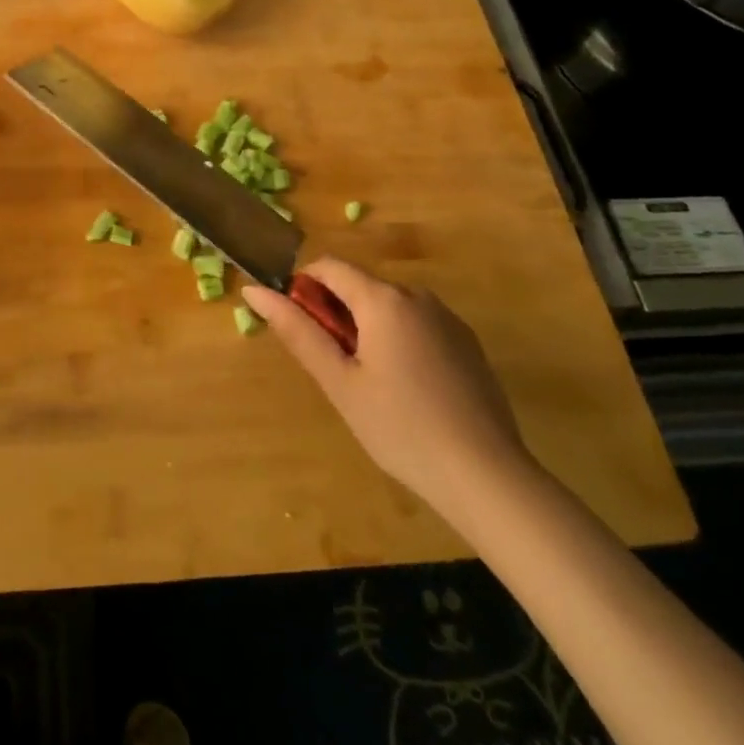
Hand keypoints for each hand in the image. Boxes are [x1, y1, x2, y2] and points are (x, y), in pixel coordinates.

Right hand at [242, 258, 531, 523]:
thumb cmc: (401, 428)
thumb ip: (297, 331)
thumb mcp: (339, 382)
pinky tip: (409, 391)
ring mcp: (447, 318)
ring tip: (373, 386)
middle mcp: (417, 295)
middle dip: (337, 314)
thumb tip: (255, 291)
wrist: (488, 477)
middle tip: (336, 369)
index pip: (329, 267)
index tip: (300, 328)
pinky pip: (418, 325)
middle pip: (360, 286)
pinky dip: (399, 342)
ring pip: (389, 307)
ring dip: (368, 329)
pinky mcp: (467, 343)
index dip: (304, 287)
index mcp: (382, 299)